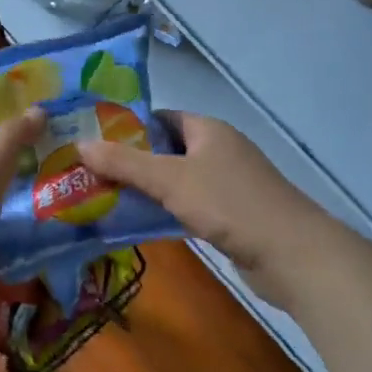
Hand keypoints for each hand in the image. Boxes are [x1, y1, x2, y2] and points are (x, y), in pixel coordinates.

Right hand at [76, 111, 329, 280]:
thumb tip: (80, 145)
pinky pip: (188, 205)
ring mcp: (227, 184)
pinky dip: (165, 211)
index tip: (94, 141)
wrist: (291, 254)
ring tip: (104, 198)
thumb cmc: (229, 204)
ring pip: (176, 180)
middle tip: (90, 173)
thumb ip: (125, 163)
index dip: (128, 127)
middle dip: (131, 162)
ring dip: (146, 189)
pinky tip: (139, 223)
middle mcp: (219, 150)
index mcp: (208, 130)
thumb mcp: (170, 180)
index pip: (161, 117)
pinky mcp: (231, 215)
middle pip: (166, 150)